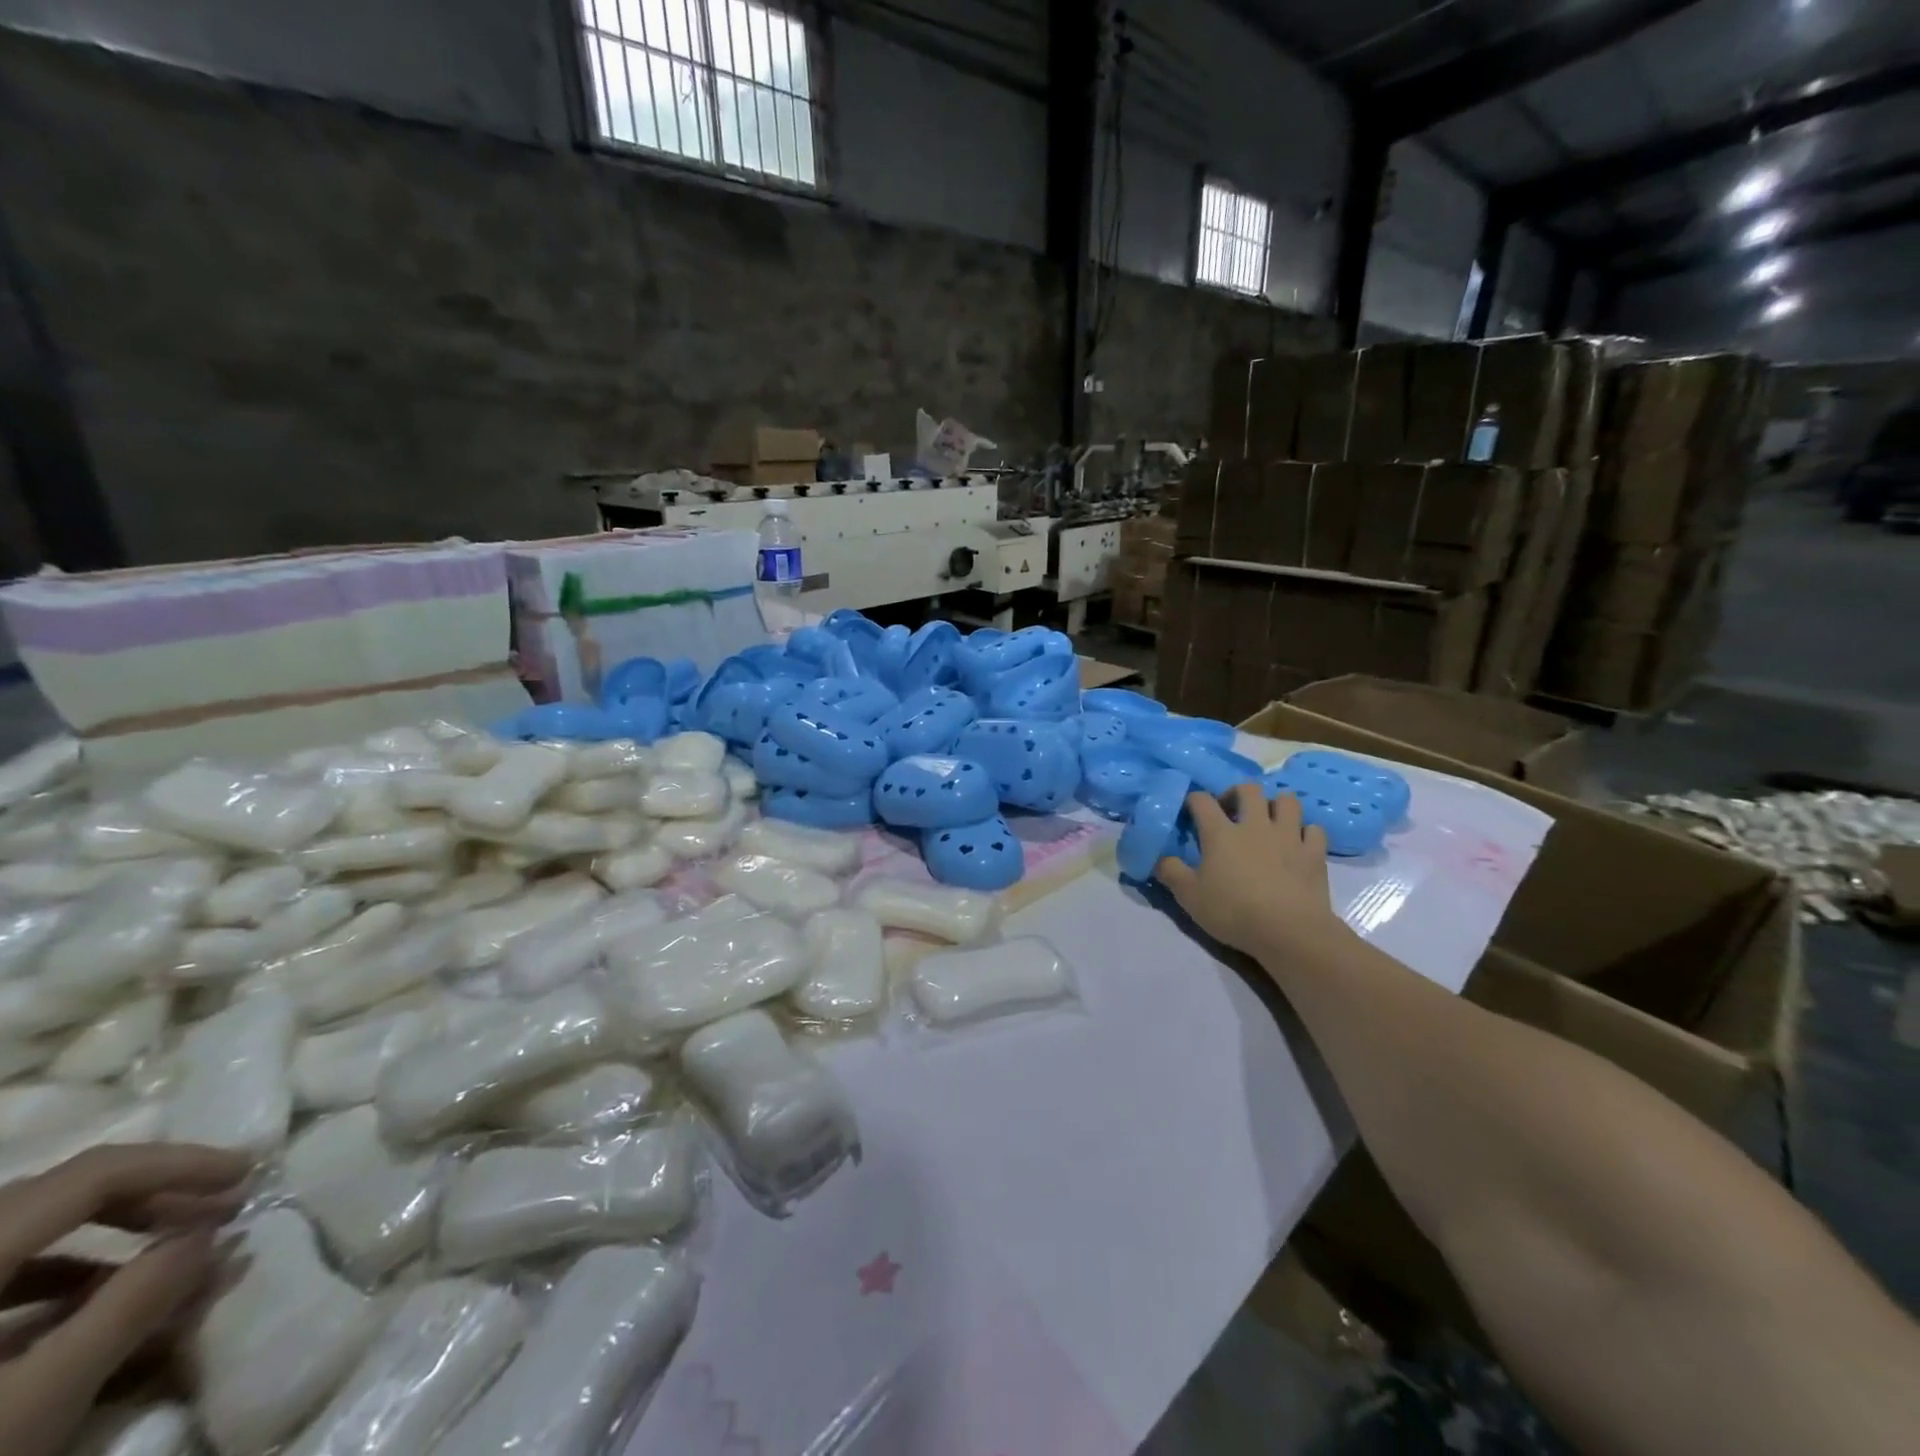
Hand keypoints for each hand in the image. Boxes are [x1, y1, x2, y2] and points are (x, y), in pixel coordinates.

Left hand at [0, 1144, 250, 1455]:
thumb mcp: (39, 1400)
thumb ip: (134, 1304)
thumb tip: (213, 1232)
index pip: (91, 1174)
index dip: (179, 1162)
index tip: (248, 1172)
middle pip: (60, 1194)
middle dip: (152, 1197)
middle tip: (220, 1209)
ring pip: (28, 1235)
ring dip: (112, 1237)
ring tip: (169, 1259)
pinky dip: (58, 1280)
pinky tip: (91, 1308)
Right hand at [1158, 784, 1347, 961]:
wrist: (1290, 931)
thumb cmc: (1234, 911)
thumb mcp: (1190, 897)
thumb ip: (1171, 873)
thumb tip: (1159, 858)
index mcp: (1221, 833)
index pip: (1202, 801)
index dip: (1194, 800)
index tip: (1190, 810)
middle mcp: (1255, 825)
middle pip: (1249, 789)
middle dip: (1238, 793)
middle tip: (1232, 811)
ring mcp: (1288, 836)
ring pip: (1287, 801)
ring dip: (1276, 805)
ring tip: (1268, 821)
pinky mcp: (1314, 853)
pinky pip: (1314, 830)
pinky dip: (1305, 832)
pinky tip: (1298, 843)